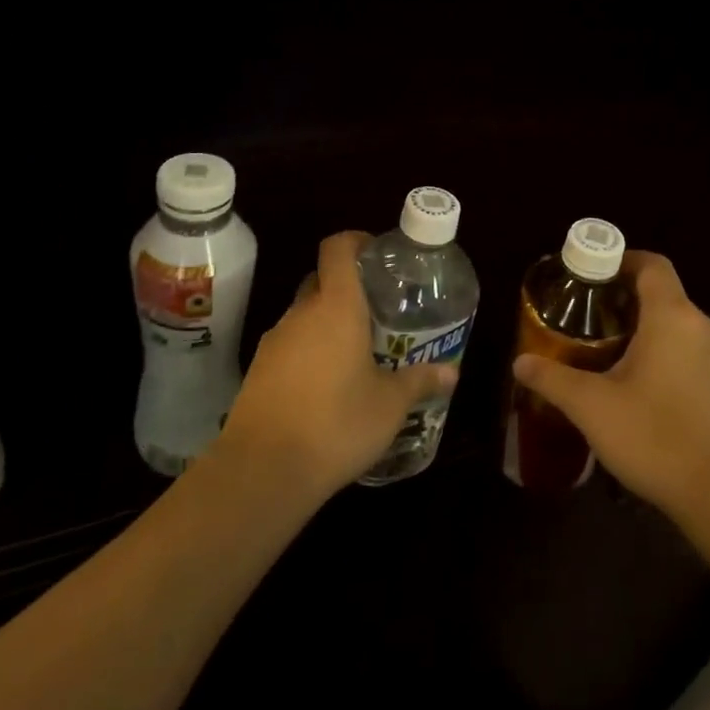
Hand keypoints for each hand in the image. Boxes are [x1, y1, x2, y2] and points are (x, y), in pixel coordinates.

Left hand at [217, 231, 455, 502]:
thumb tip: (451, 371)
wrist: (264, 469)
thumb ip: (419, 381)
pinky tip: (326, 385)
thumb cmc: (337, 423)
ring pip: (304, 315)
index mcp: (336, 306)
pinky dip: (308, 352)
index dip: (355, 241)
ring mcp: (274, 340)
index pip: (337, 248)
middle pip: (321, 280)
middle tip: (376, 311)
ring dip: (326, 323)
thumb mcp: (390, 405)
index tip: (376, 254)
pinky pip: (289, 345)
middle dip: (346, 288)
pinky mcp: (258, 370)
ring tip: (356, 352)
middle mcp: (301, 313)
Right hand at [511, 251, 709, 536]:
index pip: (651, 264)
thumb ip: (553, 379)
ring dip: (644, 332)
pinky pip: (692, 354)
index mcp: (673, 317)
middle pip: (662, 295)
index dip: (620, 260)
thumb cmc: (659, 439)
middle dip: (623, 301)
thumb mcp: (592, 408)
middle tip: (585, 321)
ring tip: (606, 356)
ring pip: (678, 327)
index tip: (589, 276)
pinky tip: (642, 392)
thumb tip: (520, 362)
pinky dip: (665, 357)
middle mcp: (703, 327)